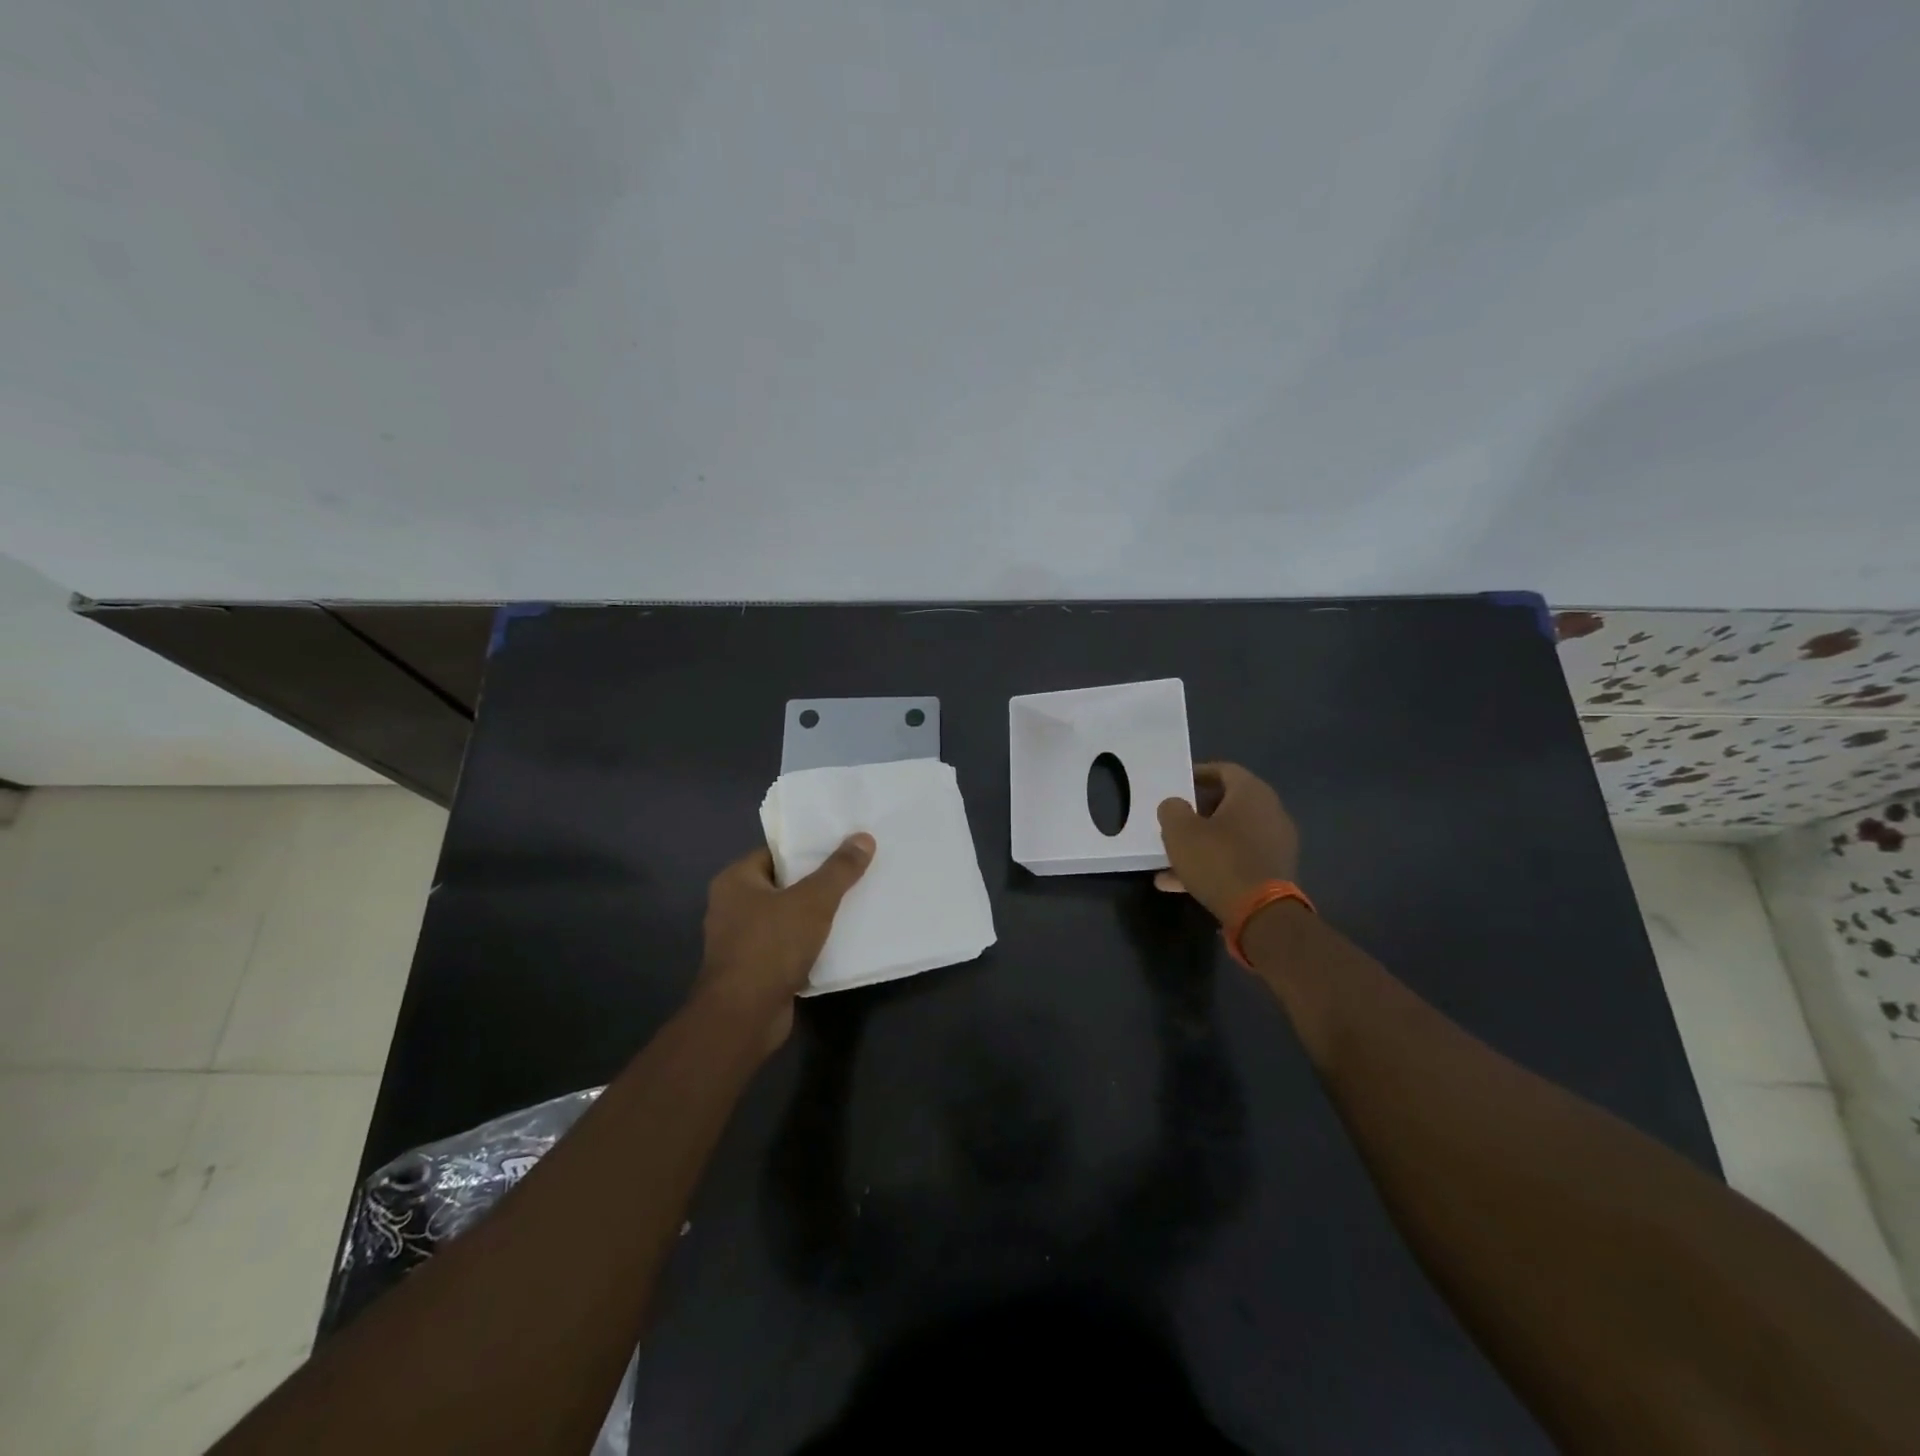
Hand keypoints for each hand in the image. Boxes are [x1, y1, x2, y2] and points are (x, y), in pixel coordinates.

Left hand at [693, 834, 874, 1049]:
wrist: (744, 1017)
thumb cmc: (771, 946)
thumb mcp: (812, 901)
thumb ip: (839, 869)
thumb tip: (863, 837)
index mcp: (736, 881)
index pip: (777, 853)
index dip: (810, 849)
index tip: (844, 846)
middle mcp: (733, 907)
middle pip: (785, 884)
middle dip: (819, 882)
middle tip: (857, 872)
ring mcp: (742, 941)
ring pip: (789, 917)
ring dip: (817, 915)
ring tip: (856, 902)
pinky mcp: (756, 969)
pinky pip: (789, 946)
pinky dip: (811, 943)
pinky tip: (842, 940)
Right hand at [1155, 762, 1299, 923]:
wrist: (1260, 913)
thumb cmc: (1218, 860)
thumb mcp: (1180, 831)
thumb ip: (1172, 809)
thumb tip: (1175, 806)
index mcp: (1251, 793)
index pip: (1224, 770)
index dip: (1198, 774)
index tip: (1177, 784)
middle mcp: (1270, 812)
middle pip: (1229, 803)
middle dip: (1198, 811)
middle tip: (1175, 820)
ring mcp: (1276, 843)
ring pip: (1231, 835)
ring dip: (1203, 842)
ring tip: (1171, 858)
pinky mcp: (1274, 871)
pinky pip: (1238, 859)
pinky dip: (1214, 864)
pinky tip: (1181, 883)